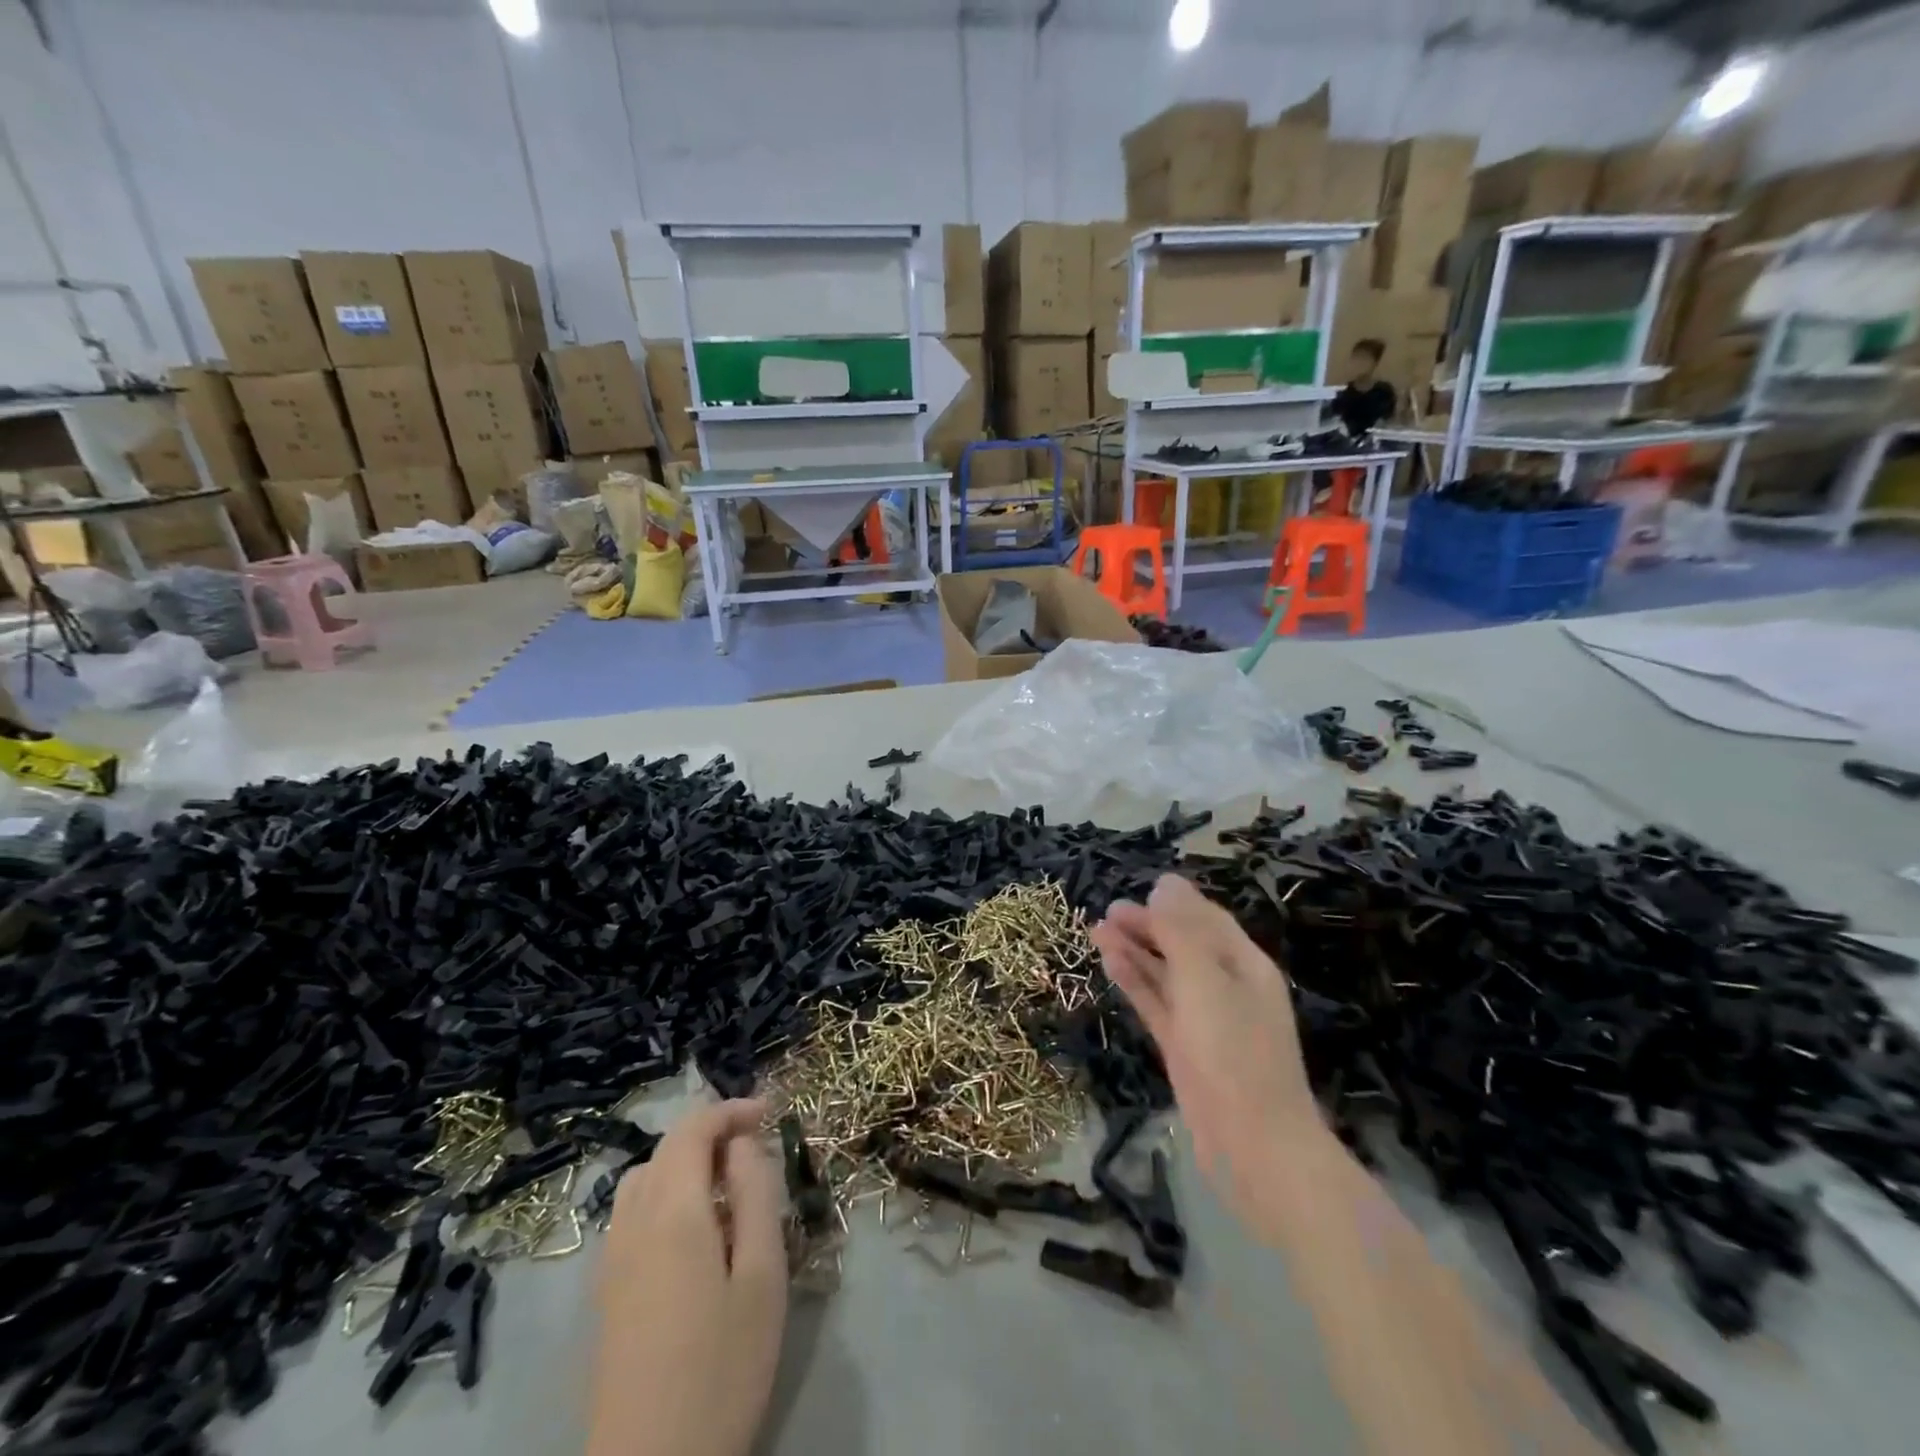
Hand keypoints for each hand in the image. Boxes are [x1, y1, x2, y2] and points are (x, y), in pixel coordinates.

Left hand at [588, 1100, 786, 1455]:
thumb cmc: (721, 1370)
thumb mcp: (762, 1277)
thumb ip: (756, 1196)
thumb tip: (744, 1146)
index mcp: (672, 1213)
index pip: (693, 1129)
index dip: (729, 1110)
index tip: (768, 1113)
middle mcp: (632, 1224)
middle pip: (665, 1150)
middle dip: (710, 1134)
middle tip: (755, 1149)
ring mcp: (611, 1261)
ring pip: (642, 1181)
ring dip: (684, 1164)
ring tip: (726, 1187)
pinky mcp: (604, 1294)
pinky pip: (631, 1215)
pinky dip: (664, 1195)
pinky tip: (693, 1233)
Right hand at [1093, 874, 1324, 1215]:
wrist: (1255, 1147)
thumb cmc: (1234, 1052)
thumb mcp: (1205, 980)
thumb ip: (1181, 932)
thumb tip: (1165, 884)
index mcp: (1245, 965)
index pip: (1207, 920)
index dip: (1173, 903)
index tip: (1136, 889)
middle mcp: (1227, 986)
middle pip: (1184, 944)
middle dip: (1148, 926)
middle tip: (1108, 911)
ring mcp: (1205, 1020)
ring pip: (1165, 974)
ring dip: (1135, 951)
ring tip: (1097, 930)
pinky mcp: (1185, 1048)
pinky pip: (1157, 1003)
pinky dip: (1135, 982)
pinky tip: (1111, 964)